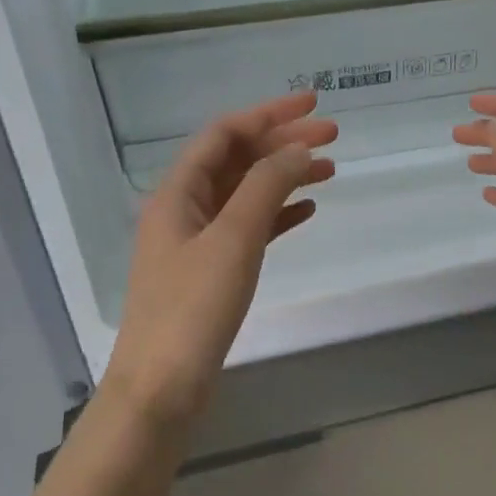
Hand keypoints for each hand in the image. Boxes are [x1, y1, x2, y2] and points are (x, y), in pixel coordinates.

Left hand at [103, 92, 335, 426]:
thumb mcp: (233, 240)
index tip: (315, 105)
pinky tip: (307, 211)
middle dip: (283, 143)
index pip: (225, 134)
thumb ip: (266, 187)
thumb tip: (299, 149)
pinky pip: (250, 229)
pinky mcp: (212, 272)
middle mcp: (184, 209)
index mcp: (178, 192)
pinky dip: (278, 214)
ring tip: (331, 170)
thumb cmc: (192, 309)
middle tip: (334, 136)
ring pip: (246, 194)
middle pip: (237, 160)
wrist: (161, 389)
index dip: (269, 114)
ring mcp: (197, 242)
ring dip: (285, 177)